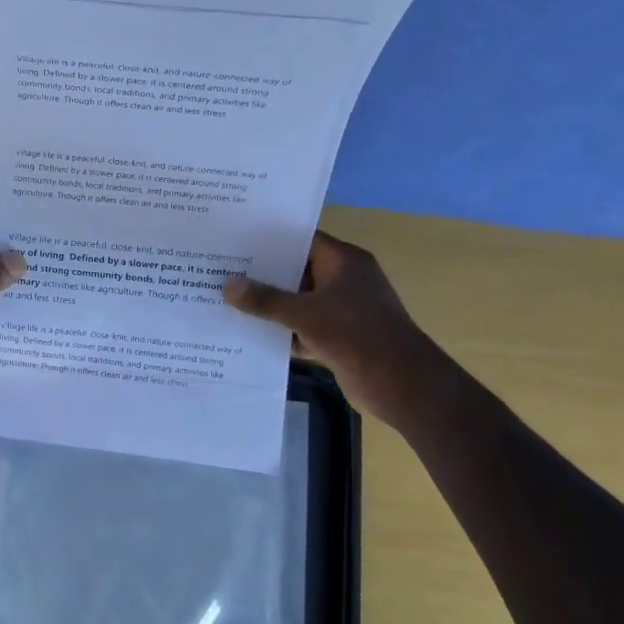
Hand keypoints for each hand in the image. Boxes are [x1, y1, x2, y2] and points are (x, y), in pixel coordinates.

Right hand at [223, 232, 443, 427]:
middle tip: (222, 270)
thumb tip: (226, 284)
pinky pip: (303, 327)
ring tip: (228, 300)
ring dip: (271, 305)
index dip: (270, 240)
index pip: (302, 240)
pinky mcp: (339, 337)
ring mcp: (343, 310)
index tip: (236, 241)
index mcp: (344, 261)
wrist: (400, 384)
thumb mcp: (304, 313)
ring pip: (298, 302)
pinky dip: (282, 331)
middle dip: (263, 274)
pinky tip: (249, 333)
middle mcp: (345, 280)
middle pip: (297, 271)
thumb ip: (264, 299)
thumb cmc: (355, 334)